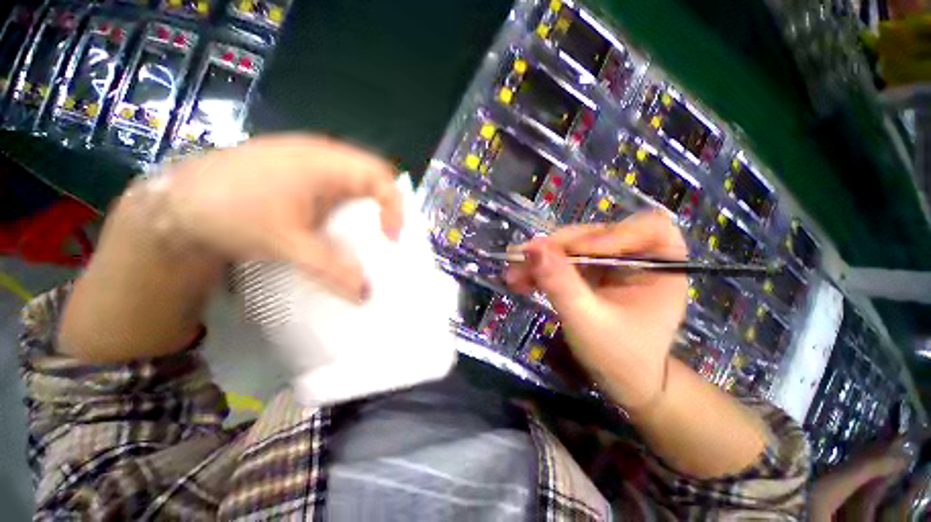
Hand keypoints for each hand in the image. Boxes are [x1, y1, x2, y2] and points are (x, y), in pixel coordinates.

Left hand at [138, 134, 402, 300]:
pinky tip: (338, 221)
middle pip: (373, 173)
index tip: (391, 237)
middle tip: (385, 233)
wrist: (176, 202)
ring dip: (368, 202)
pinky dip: (349, 202)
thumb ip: (330, 269)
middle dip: (386, 203)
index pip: (380, 177)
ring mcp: (309, 158)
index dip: (394, 207)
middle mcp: (322, 153)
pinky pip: (339, 181)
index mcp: (324, 163)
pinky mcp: (300, 170)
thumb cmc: (231, 213)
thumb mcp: (286, 245)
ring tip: (367, 229)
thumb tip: (364, 293)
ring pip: (357, 176)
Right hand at [504, 211, 687, 411]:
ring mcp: (610, 264)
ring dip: (541, 259)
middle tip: (523, 258)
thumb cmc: (619, 357)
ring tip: (513, 273)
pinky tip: (519, 280)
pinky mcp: (590, 273)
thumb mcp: (588, 321)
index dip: (611, 234)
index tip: (577, 251)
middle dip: (557, 248)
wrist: (620, 382)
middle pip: (597, 234)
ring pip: (573, 247)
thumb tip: (532, 248)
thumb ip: (561, 283)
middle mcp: (637, 257)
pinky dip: (541, 270)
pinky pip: (563, 262)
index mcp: (661, 265)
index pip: (647, 227)